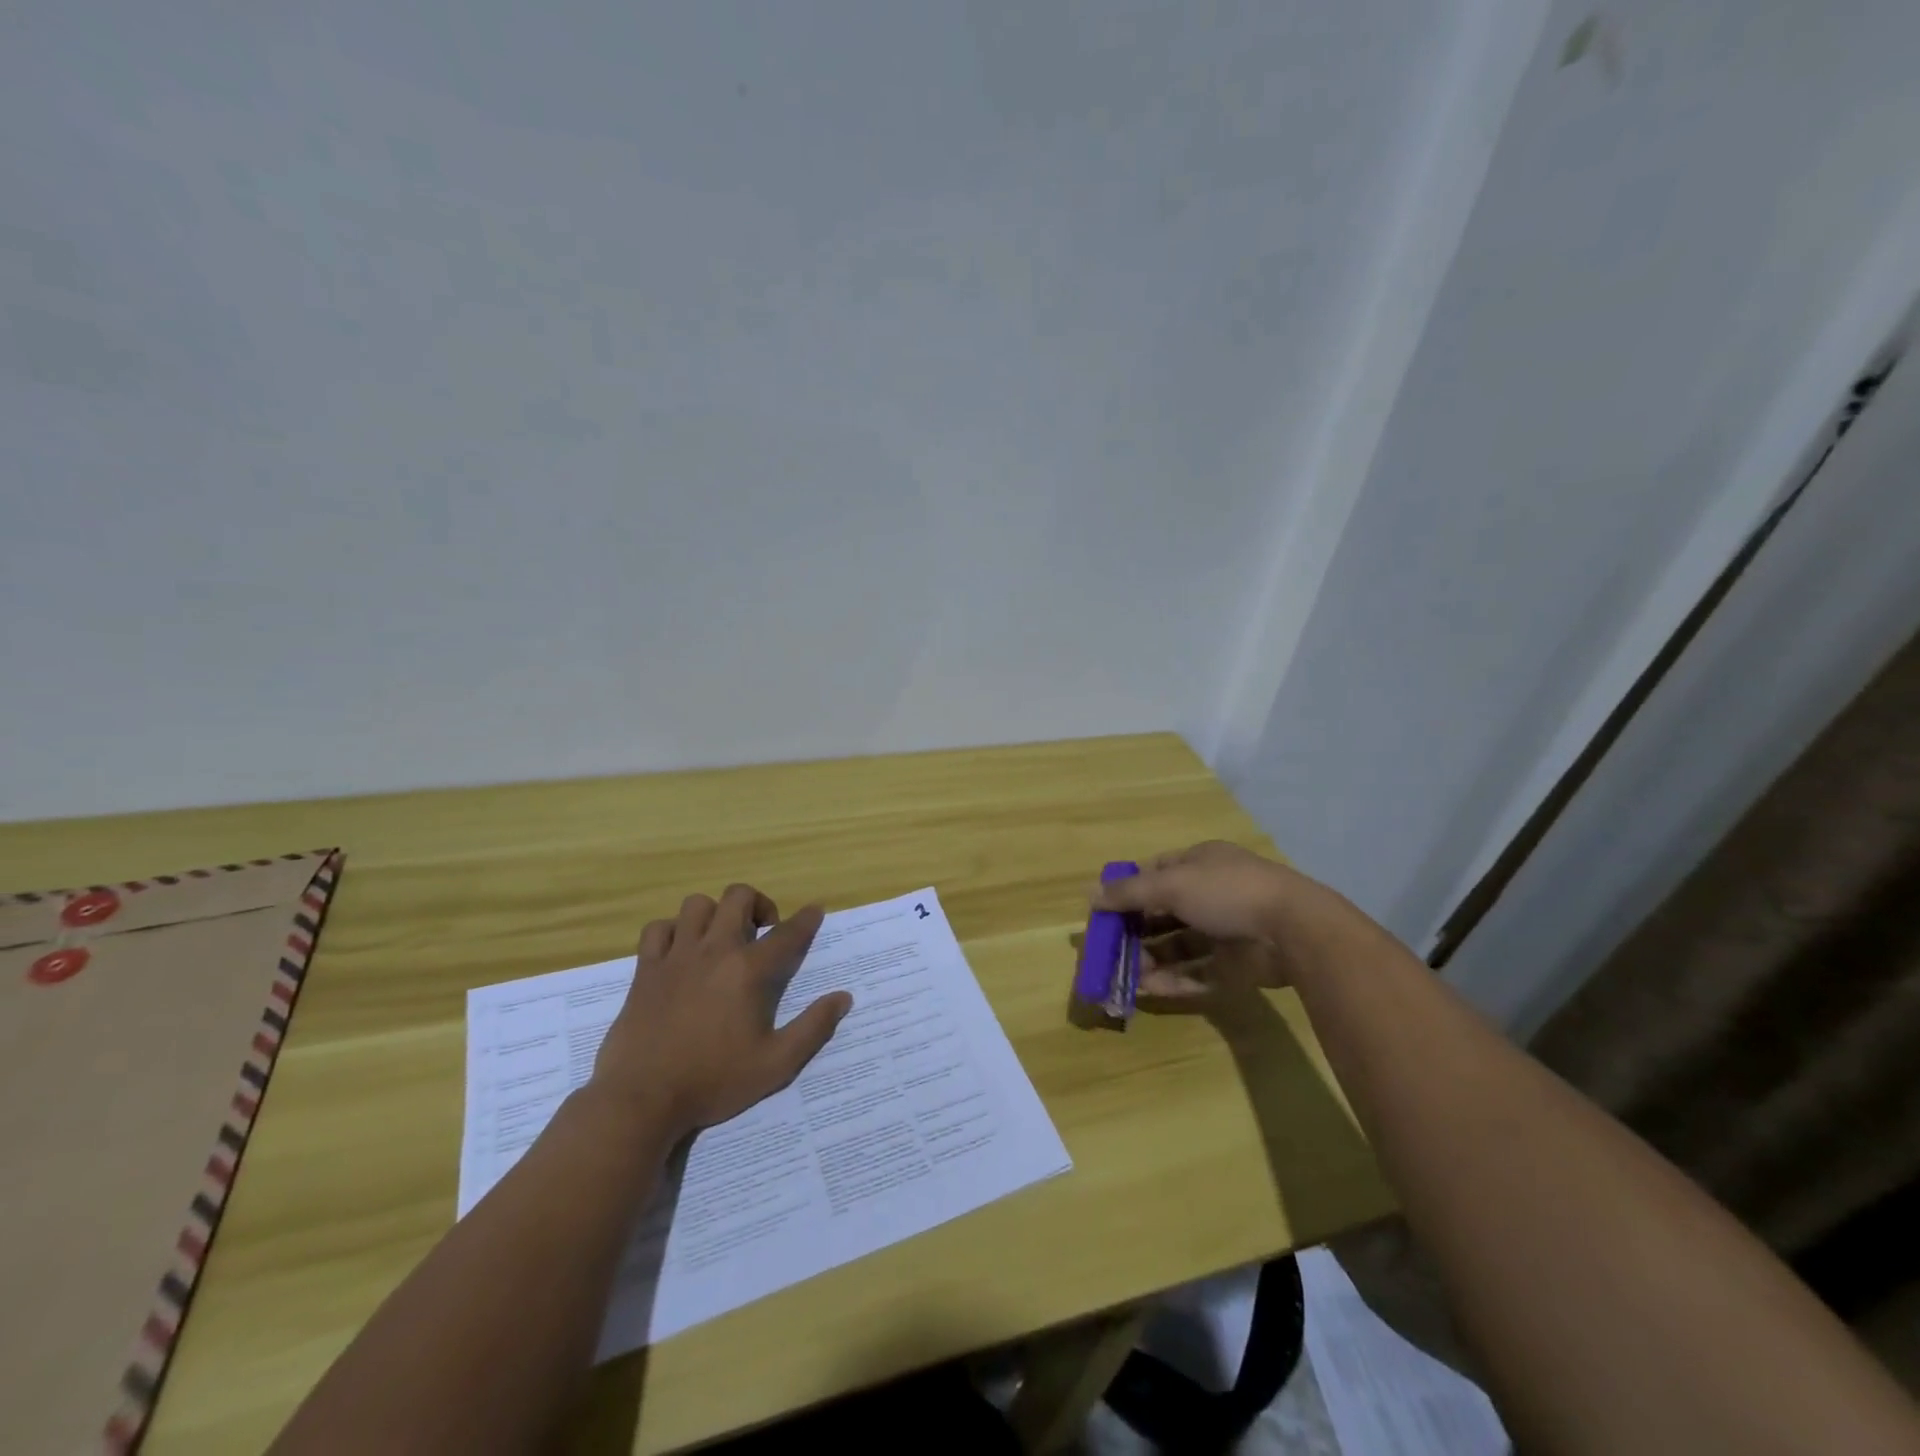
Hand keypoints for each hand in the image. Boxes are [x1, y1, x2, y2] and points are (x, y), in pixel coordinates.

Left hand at [592, 884, 851, 1139]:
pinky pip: (657, 929)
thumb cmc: (713, 1081)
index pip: (787, 933)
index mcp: (748, 971)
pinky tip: (680, 951)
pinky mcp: (645, 970)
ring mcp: (676, 957)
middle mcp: (714, 951)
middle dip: (758, 904)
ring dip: (715, 913)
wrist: (641, 1100)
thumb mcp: (776, 1064)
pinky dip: (673, 930)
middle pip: (738, 898)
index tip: (814, 911)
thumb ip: (813, 1028)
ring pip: (696, 905)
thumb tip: (843, 998)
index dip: (806, 919)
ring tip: (721, 937)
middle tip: (762, 931)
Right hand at [1089, 841, 1373, 1001]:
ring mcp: (1225, 931)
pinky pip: (1196, 973)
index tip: (1105, 912)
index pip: (1156, 873)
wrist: (1293, 930)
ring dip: (1150, 959)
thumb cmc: (1226, 892)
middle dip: (1136, 931)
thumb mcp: (1171, 884)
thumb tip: (1090, 895)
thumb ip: (1129, 892)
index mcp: (1200, 864)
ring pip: (1178, 946)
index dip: (1129, 890)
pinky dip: (1172, 980)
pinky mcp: (1235, 966)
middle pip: (1164, 913)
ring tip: (1124, 975)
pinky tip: (1147, 990)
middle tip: (1110, 950)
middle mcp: (1211, 895)